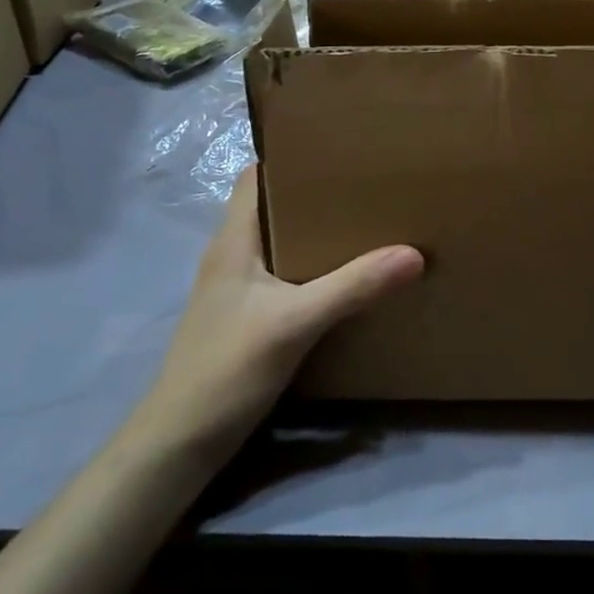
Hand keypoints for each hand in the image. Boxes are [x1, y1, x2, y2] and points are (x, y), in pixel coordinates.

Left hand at [137, 168, 421, 461]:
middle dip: (317, 193)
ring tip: (367, 221)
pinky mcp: (248, 319)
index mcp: (234, 240)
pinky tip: (346, 276)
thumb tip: (414, 253)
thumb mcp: (294, 323)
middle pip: (274, 207)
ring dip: (317, 232)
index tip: (339, 148)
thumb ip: (352, 287)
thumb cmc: (226, 369)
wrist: (179, 446)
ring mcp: (238, 290)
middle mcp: (233, 256)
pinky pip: (285, 277)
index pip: (256, 176)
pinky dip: (313, 268)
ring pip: (281, 243)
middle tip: (367, 183)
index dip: (290, 157)